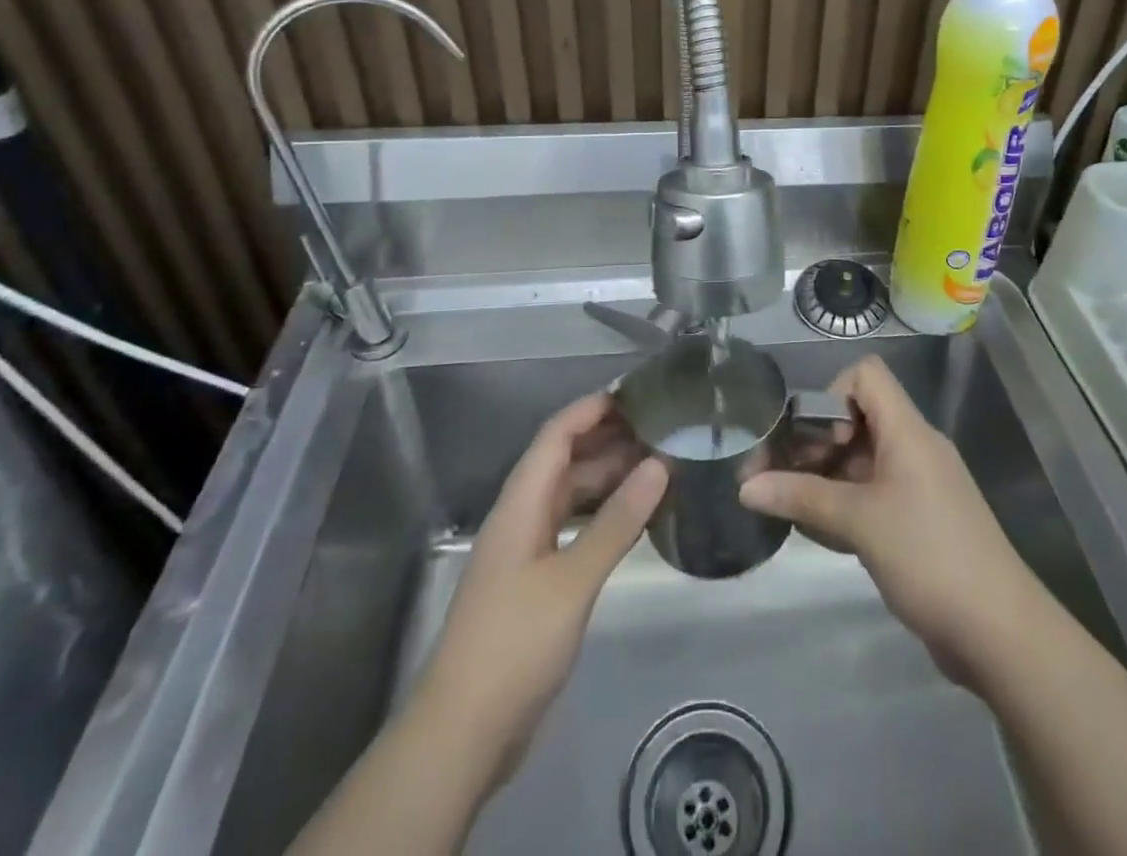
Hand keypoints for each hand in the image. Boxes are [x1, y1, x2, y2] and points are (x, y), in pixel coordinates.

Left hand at [409, 393, 666, 792]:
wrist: (464, 732)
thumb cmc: (514, 643)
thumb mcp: (572, 580)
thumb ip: (616, 522)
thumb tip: (659, 466)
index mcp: (521, 503)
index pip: (557, 434)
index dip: (593, 409)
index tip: (638, 394)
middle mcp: (522, 516)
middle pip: (565, 460)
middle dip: (609, 440)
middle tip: (662, 430)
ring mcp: (528, 550)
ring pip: (571, 495)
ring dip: (609, 478)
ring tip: (660, 467)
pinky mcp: (537, 581)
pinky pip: (574, 528)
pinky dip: (604, 515)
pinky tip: (635, 520)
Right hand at [739, 356, 1039, 686]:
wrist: (1000, 631)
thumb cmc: (928, 556)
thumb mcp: (858, 522)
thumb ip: (801, 496)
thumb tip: (744, 486)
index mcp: (907, 431)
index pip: (866, 376)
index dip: (832, 395)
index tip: (814, 441)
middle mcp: (915, 448)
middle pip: (859, 418)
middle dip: (817, 443)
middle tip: (783, 478)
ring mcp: (920, 486)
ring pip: (864, 460)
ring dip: (827, 477)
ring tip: (793, 508)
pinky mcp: (921, 520)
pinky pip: (875, 494)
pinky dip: (846, 504)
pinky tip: (823, 534)